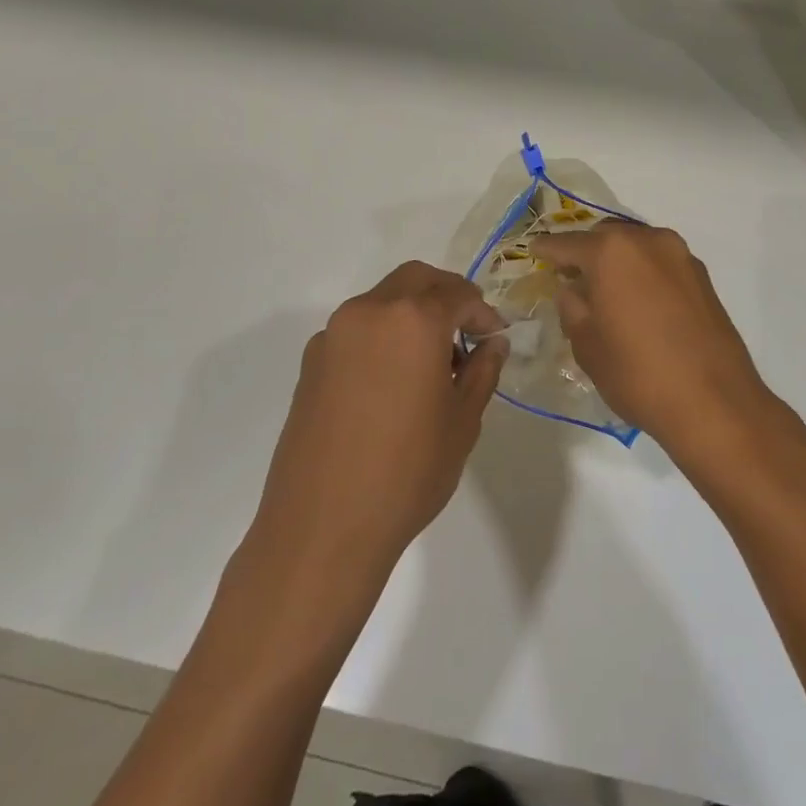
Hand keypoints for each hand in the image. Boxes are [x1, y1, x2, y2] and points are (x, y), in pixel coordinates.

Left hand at [252, 262, 506, 582]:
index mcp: (412, 319)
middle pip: (415, 280)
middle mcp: (369, 312)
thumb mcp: (462, 421)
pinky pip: (357, 329)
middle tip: (466, 333)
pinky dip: (382, 335)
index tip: (494, 337)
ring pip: (383, 300)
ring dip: (412, 313)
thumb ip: (483, 371)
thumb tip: (492, 343)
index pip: (458, 293)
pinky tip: (392, 381)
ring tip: (430, 362)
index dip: (483, 311)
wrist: (322, 526)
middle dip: (446, 296)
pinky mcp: (311, 361)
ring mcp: (333, 334)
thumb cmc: (408, 472)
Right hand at [536, 223, 771, 452]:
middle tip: (570, 276)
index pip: (568, 244)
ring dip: (618, 260)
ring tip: (605, 290)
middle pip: (606, 236)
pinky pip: (660, 263)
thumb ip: (572, 307)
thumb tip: (573, 289)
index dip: (547, 250)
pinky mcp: (702, 277)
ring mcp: (681, 256)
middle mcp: (648, 241)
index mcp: (612, 251)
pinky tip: (637, 301)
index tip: (534, 252)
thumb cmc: (638, 373)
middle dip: (586, 252)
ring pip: (637, 246)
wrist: (714, 402)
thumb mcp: (587, 345)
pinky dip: (643, 272)